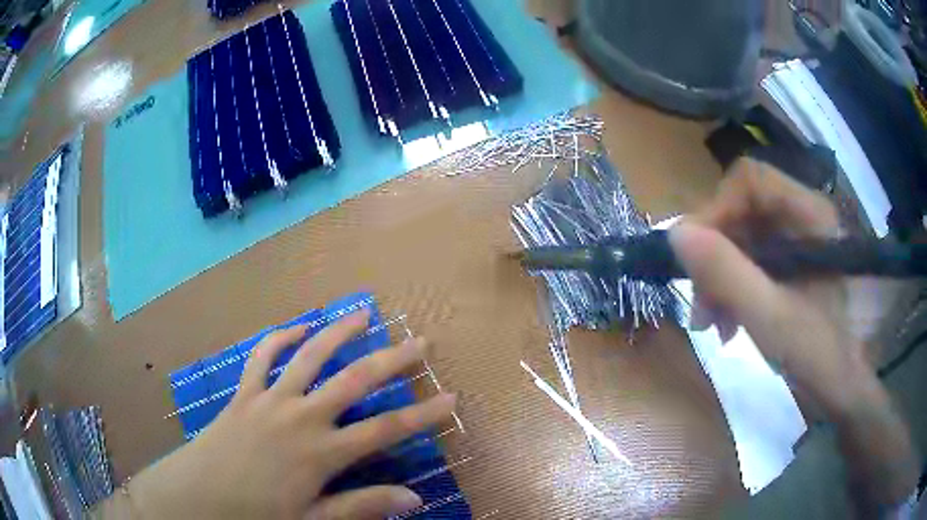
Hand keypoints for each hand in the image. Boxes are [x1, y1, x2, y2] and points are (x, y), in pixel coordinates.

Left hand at [125, 309, 456, 519]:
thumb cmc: (256, 514)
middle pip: (354, 381)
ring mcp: (269, 399)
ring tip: (363, 314)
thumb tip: (414, 498)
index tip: (452, 399)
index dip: (423, 415)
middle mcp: (300, 417)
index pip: (386, 430)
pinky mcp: (244, 393)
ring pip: (309, 356)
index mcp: (320, 452)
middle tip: (420, 343)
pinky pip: (262, 357)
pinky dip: (281, 337)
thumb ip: (361, 507)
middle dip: (392, 361)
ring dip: (338, 333)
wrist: (197, 496)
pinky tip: (298, 327)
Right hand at [669, 159, 917, 508]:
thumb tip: (675, 233)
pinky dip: (732, 289)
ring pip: (742, 238)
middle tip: (700, 305)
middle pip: (743, 210)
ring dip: (719, 277)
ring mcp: (796, 240)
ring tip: (710, 324)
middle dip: (715, 255)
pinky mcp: (790, 263)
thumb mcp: (769, 317)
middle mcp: (802, 216)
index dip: (718, 208)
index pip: (751, 179)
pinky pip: (751, 261)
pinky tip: (727, 323)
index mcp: (809, 214)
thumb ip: (726, 273)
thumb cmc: (818, 353)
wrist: (842, 386)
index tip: (695, 256)